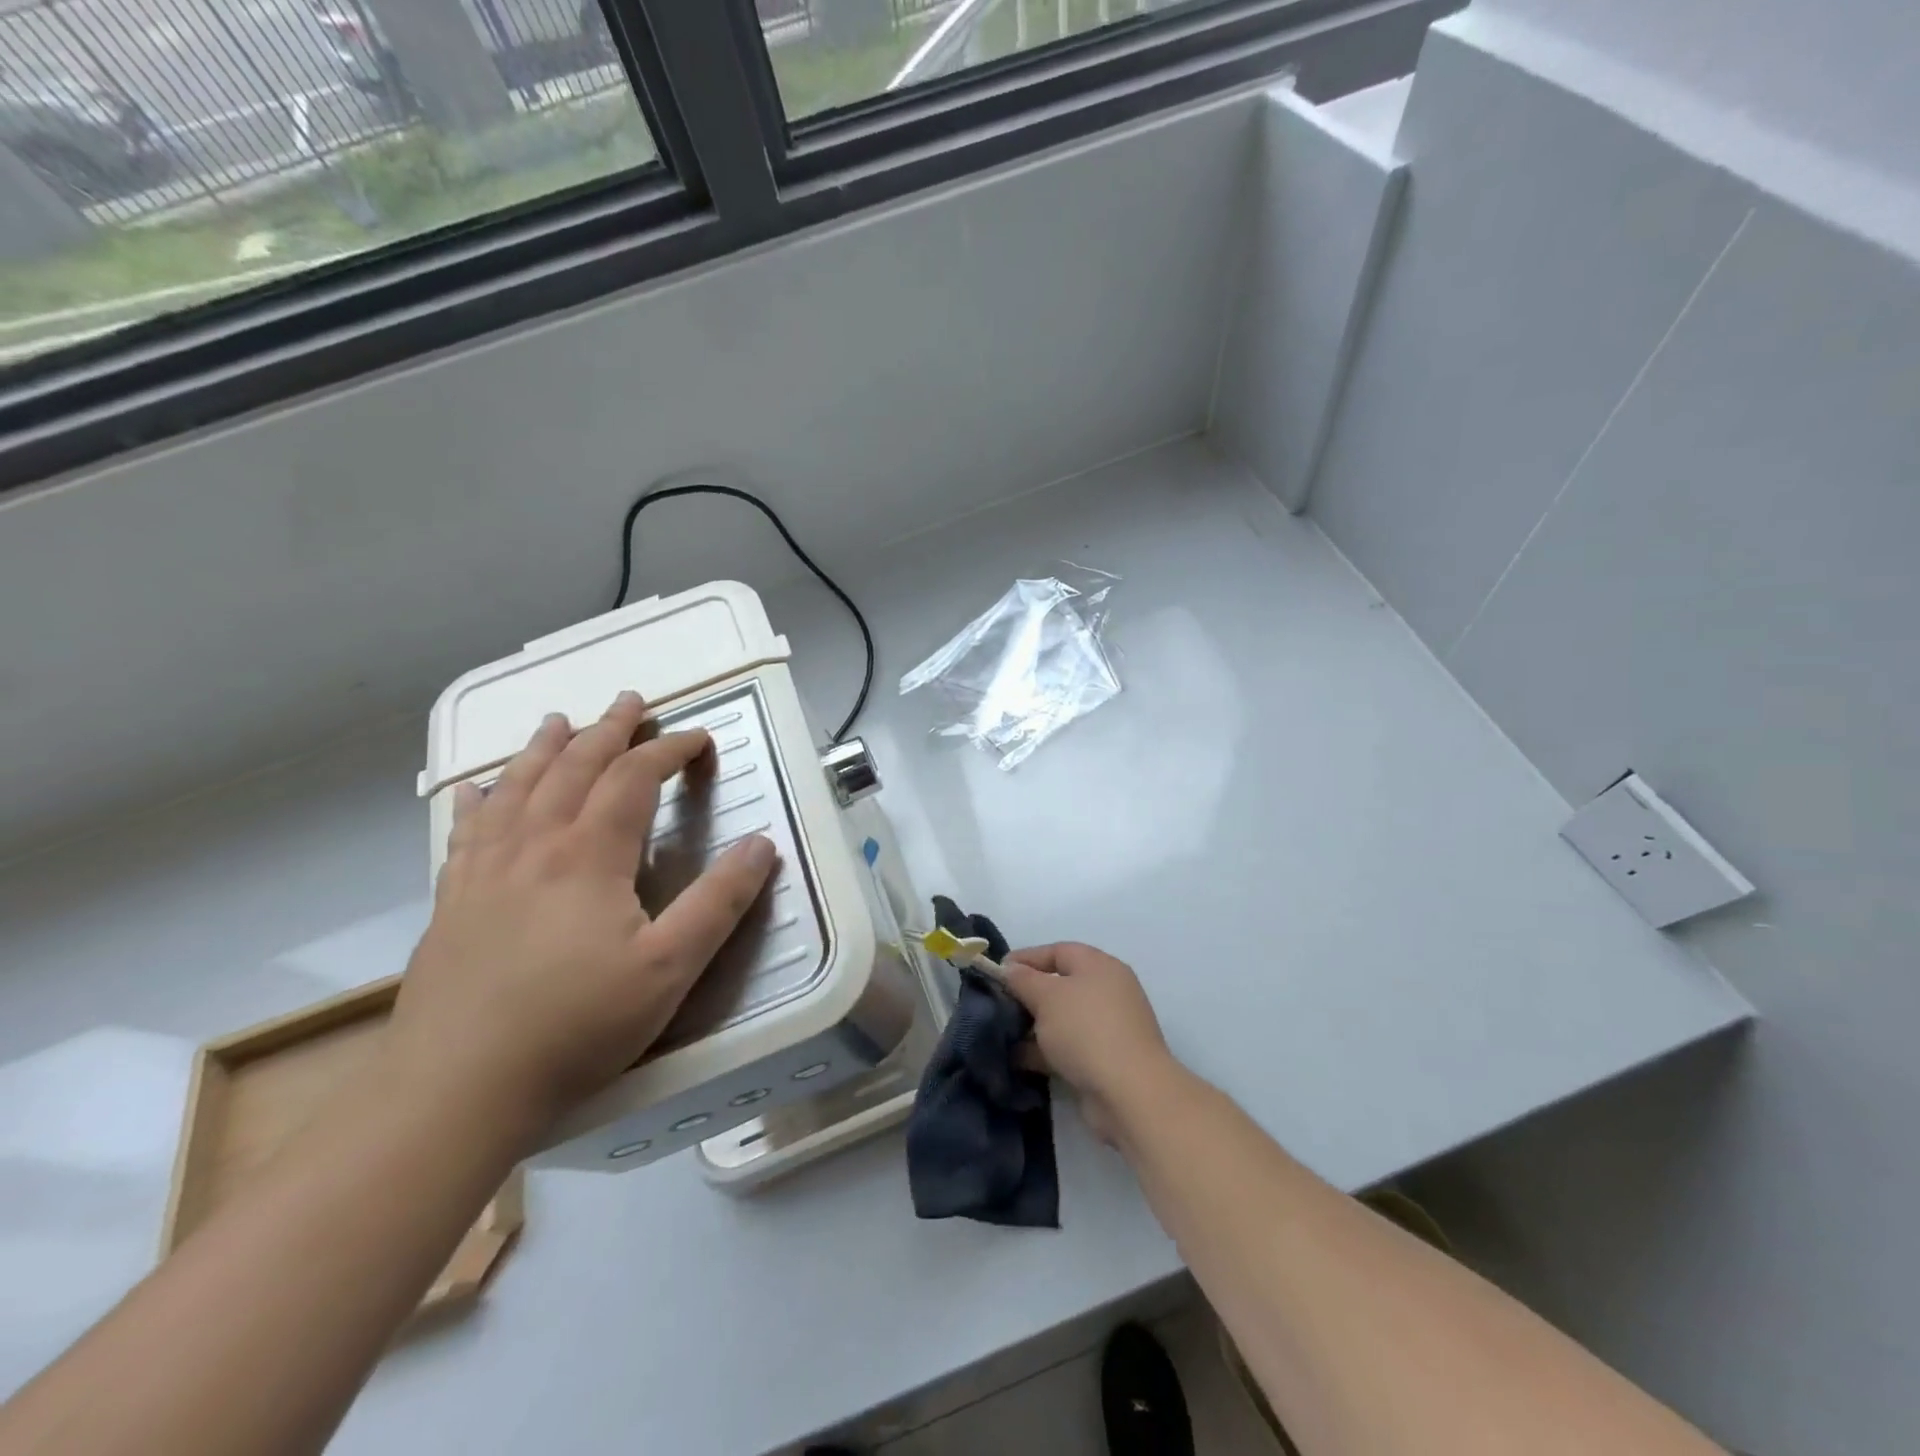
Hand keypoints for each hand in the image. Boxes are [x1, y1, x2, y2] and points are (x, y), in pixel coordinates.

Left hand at [387, 691, 776, 1142]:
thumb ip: (719, 902)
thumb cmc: (575, 1026)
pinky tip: (473, 790)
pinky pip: (466, 831)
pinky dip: (477, 800)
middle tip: (630, 702)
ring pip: (516, 788)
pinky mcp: (452, 901)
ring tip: (559, 721)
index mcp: (589, 855)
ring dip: (544, 749)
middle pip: (573, 768)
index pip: (634, 778)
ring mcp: (485, 871)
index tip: (698, 739)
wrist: (455, 1088)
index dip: (669, 750)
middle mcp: (534, 846)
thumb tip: (761, 844)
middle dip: (608, 730)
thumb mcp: (670, 968)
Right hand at [1002, 943, 1177, 1144]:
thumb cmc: (1086, 1030)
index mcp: (1099, 966)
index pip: (1057, 951)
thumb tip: (1010, 969)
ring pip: (1062, 1019)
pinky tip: (1017, 1059)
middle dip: (1027, 994)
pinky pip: (1067, 1047)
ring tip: (1002, 1033)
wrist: (1129, 1094)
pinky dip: (1044, 1051)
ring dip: (1033, 1026)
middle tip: (998, 1004)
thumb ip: (1023, 979)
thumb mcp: (1046, 996)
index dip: (1026, 958)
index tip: (996, 972)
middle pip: (1059, 984)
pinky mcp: (1103, 1059)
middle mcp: (1106, 991)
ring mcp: (1107, 1027)